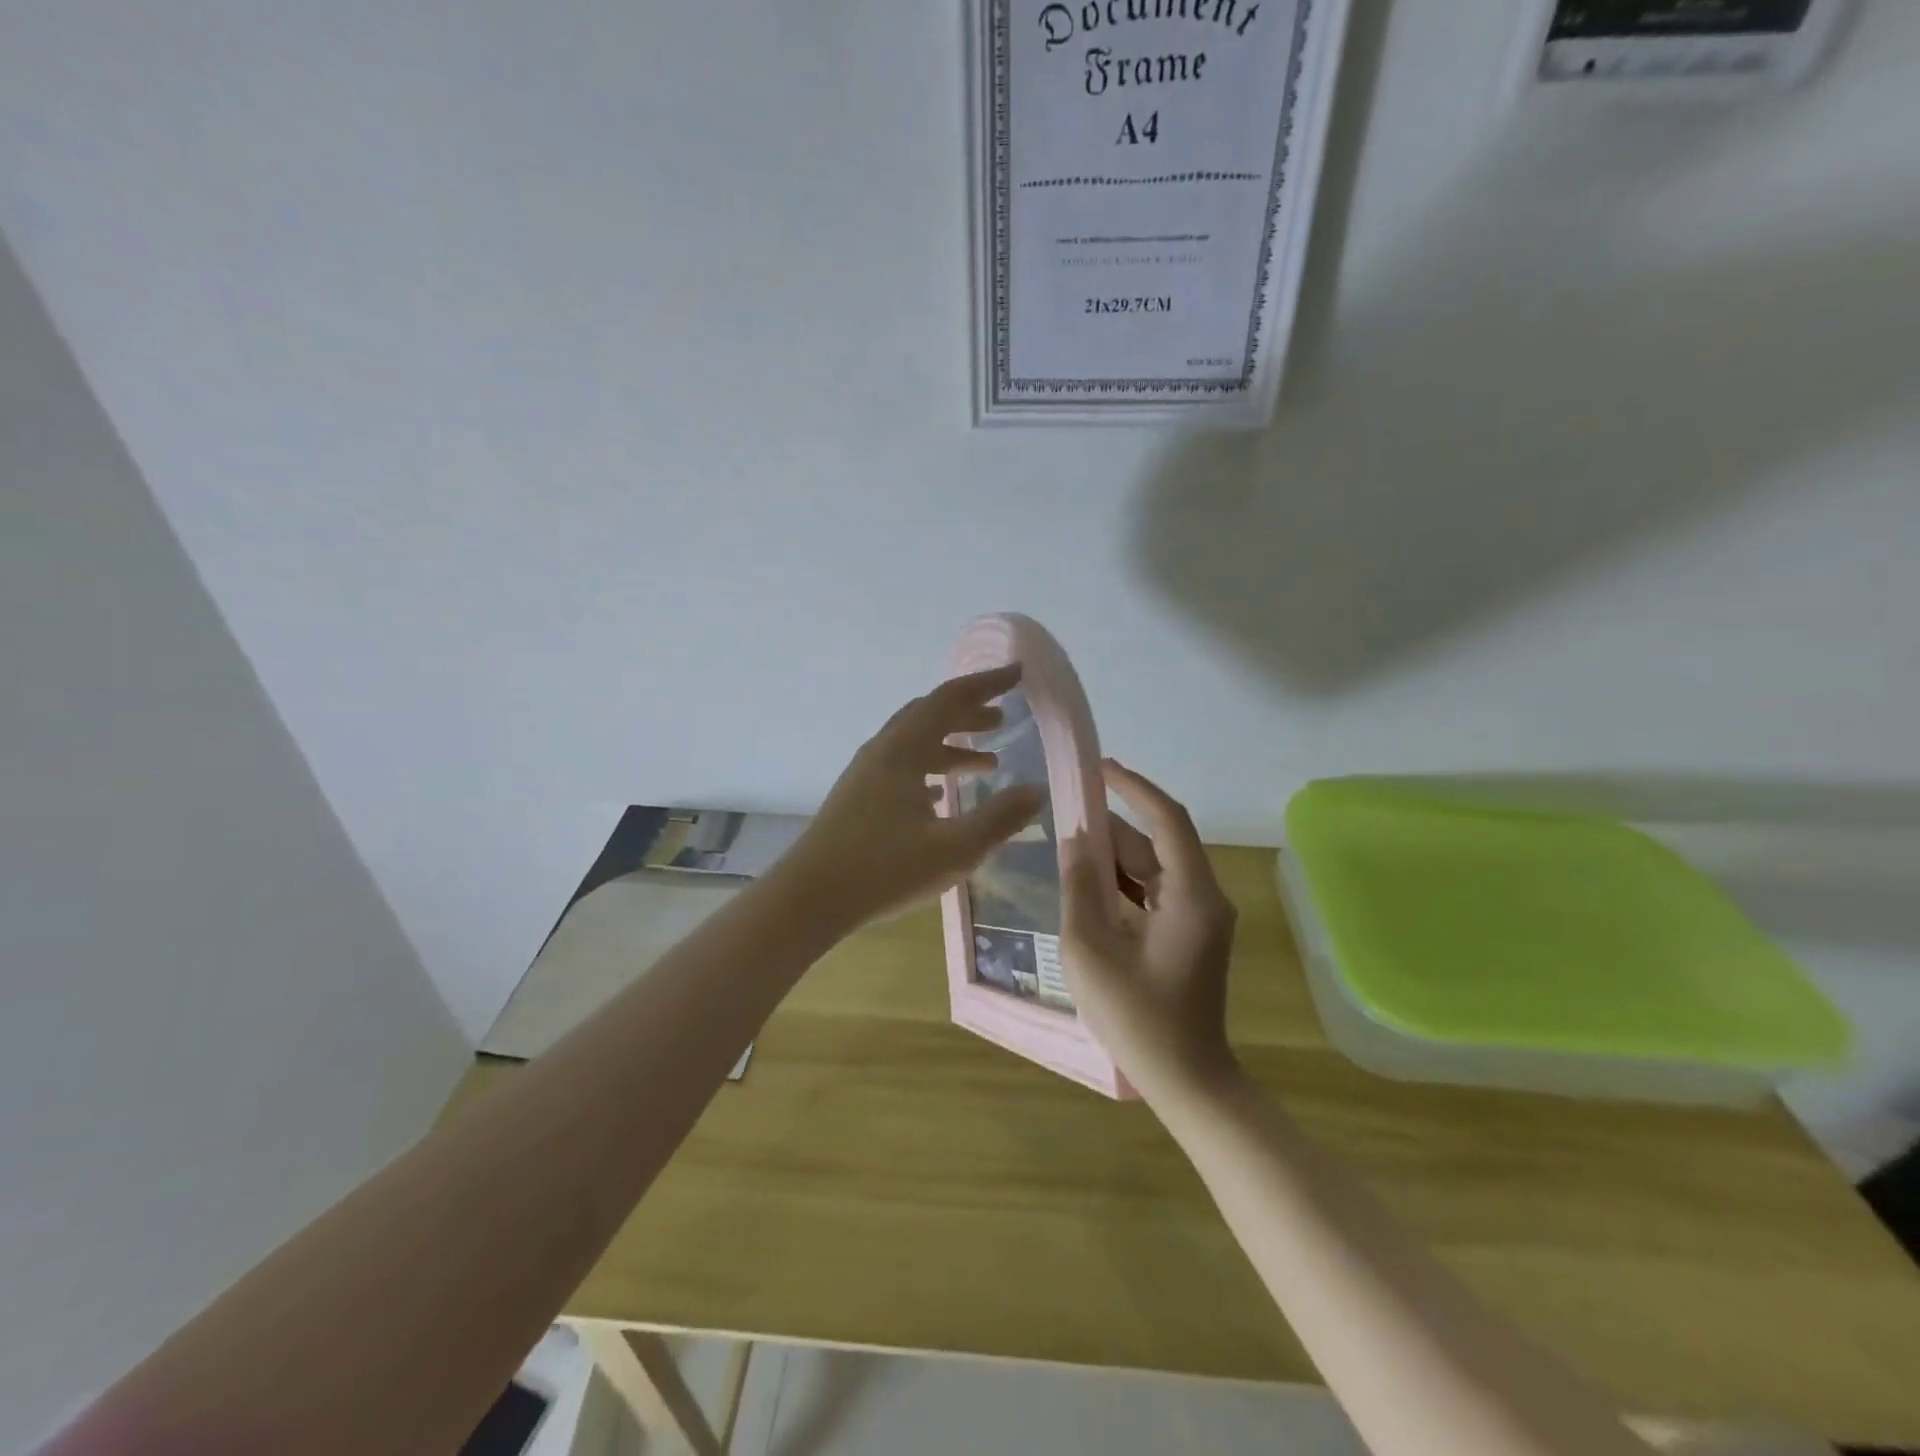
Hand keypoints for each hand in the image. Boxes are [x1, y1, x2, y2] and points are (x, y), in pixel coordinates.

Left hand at [781, 664, 1045, 930]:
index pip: (950, 699)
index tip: (1017, 673)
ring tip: (989, 762)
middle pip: (930, 715)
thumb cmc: (884, 870)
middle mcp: (883, 751)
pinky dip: (931, 769)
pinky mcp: (858, 797)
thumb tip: (1037, 790)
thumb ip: (1000, 818)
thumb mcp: (954, 848)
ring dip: (952, 744)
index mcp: (903, 750)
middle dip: (968, 712)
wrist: (809, 898)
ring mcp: (866, 773)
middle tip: (1002, 717)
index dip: (986, 683)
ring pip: (915, 743)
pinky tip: (944, 796)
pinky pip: (902, 767)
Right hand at [1061, 760, 1239, 1103]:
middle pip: (1158, 843)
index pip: (1167, 820)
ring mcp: (1200, 917)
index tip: (1099, 768)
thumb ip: (1080, 887)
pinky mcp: (1190, 934)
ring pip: (1155, 866)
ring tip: (1069, 841)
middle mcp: (1205, 897)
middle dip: (1115, 823)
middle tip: (1068, 807)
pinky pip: (1155, 891)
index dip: (1134, 788)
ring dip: (1115, 854)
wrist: (1187, 1081)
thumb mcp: (1091, 949)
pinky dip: (1124, 881)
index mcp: (1192, 895)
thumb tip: (1073, 839)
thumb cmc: (1137, 1018)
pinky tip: (1088, 882)